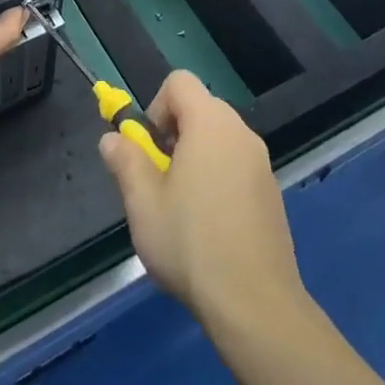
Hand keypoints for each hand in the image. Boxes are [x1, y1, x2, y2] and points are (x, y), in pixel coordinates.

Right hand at [99, 71, 309, 333]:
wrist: (254, 302)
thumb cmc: (191, 244)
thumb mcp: (143, 203)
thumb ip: (125, 161)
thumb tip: (112, 139)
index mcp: (210, 124)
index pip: (179, 82)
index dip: (156, 106)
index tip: (149, 149)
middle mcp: (241, 133)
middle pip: (200, 109)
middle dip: (173, 134)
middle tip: (159, 181)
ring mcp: (262, 163)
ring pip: (218, 139)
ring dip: (195, 157)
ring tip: (181, 208)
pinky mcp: (271, 191)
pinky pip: (237, 165)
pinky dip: (218, 178)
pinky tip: (209, 226)